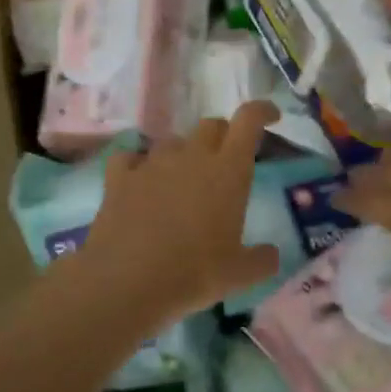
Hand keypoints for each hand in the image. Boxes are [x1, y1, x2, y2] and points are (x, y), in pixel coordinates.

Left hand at [72, 103, 282, 328]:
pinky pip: (130, 157)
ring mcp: (152, 163)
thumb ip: (261, 260)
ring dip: (182, 154)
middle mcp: (191, 156)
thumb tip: (271, 254)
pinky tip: (138, 182)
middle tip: (225, 163)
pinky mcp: (119, 177)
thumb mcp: (238, 275)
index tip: (270, 116)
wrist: (126, 280)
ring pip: (172, 142)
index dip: (261, 111)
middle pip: (210, 126)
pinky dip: (137, 165)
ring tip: (181, 182)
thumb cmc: (193, 274)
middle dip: (222, 137)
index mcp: (228, 171)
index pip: (248, 121)